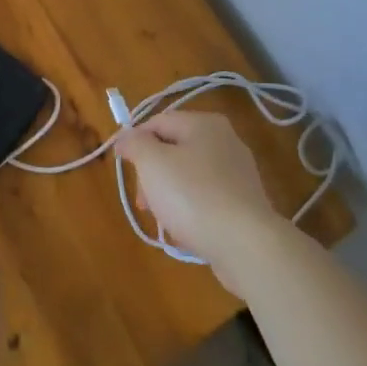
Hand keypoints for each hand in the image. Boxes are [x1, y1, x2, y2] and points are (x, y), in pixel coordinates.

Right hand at [113, 111, 294, 292]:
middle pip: (173, 149)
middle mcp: (225, 141)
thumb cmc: (192, 195)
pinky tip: (185, 230)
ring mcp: (237, 172)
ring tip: (163, 220)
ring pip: (188, 176)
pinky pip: (206, 198)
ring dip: (168, 195)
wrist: (244, 243)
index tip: (122, 166)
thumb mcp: (152, 163)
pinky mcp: (243, 201)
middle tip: (143, 201)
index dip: (135, 141)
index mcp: (205, 124)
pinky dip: (190, 210)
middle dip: (151, 174)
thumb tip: (127, 137)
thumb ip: (135, 143)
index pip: (158, 122)